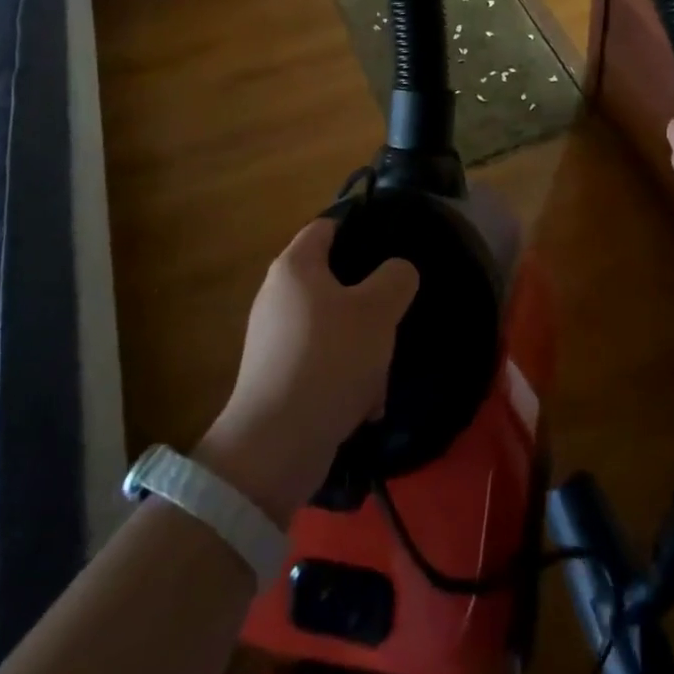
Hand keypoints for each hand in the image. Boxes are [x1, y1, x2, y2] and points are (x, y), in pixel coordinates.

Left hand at [195, 219, 419, 527]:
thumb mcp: (377, 311)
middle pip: (335, 281)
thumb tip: (397, 271)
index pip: (328, 226)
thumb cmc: (329, 360)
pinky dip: (345, 378)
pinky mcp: (278, 378)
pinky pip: (322, 363)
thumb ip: (396, 278)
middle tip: (395, 317)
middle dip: (370, 304)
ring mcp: (275, 339)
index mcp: (295, 266)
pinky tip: (364, 405)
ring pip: (335, 327)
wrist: (275, 448)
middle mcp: (278, 296)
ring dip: (363, 349)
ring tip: (381, 377)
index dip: (361, 229)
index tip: (394, 248)